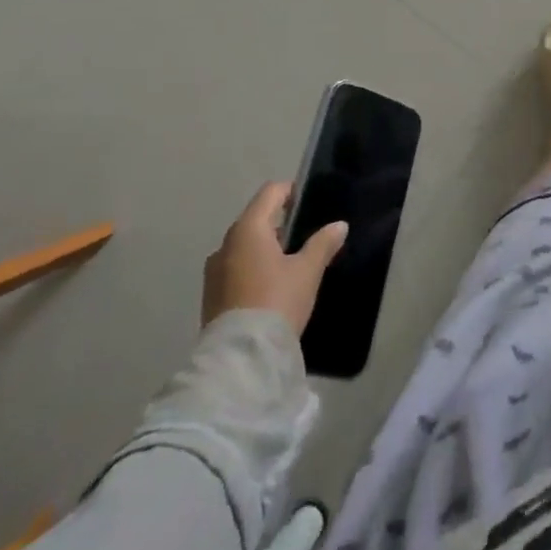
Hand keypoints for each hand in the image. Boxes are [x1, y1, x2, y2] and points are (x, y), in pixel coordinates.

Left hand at [201, 182, 348, 333]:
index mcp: (248, 229)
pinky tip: (272, 286)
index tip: (310, 203)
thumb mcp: (308, 270)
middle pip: (255, 219)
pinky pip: (236, 268)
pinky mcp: (211, 296)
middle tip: (305, 236)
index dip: (291, 191)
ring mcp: (214, 272)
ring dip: (266, 248)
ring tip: (291, 264)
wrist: (241, 358)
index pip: (270, 193)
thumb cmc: (276, 300)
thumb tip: (339, 225)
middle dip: (280, 223)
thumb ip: (323, 243)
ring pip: (244, 246)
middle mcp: (225, 245)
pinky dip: (254, 267)